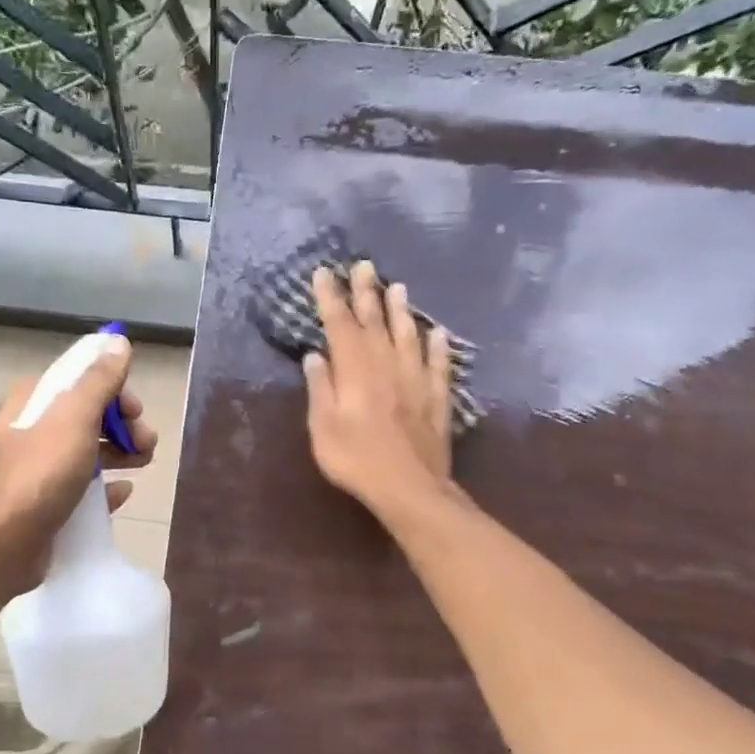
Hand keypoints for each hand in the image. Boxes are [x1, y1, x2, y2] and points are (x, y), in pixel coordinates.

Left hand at [0, 332, 156, 593]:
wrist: (4, 543)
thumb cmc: (41, 473)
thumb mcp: (75, 417)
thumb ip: (99, 379)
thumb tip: (118, 341)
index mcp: (32, 400)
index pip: (80, 379)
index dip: (114, 390)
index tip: (136, 411)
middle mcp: (31, 428)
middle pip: (88, 414)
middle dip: (122, 425)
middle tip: (146, 444)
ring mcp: (36, 467)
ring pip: (87, 449)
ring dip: (120, 452)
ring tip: (143, 464)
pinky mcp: (43, 501)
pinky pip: (82, 486)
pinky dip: (105, 485)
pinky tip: (122, 492)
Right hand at [303, 260, 453, 522]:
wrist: (410, 488)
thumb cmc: (356, 459)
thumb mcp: (323, 427)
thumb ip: (320, 388)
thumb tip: (315, 355)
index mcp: (356, 370)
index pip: (340, 324)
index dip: (331, 297)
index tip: (324, 273)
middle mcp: (387, 365)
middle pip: (375, 322)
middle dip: (366, 292)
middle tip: (364, 265)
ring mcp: (416, 380)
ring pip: (409, 335)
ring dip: (402, 310)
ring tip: (398, 287)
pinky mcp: (437, 398)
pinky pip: (438, 365)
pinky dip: (438, 346)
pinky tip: (438, 333)